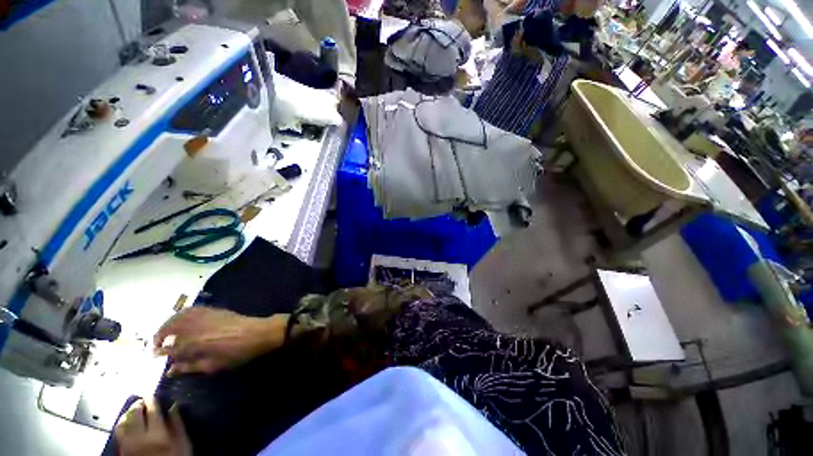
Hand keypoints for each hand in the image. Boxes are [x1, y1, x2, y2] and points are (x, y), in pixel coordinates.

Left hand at [114, 398, 189, 455]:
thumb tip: (174, 407)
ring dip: (127, 414)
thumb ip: (178, 426)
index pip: (152, 410)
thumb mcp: (183, 444)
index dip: (152, 400)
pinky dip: (122, 425)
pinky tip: (126, 425)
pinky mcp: (122, 451)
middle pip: (134, 414)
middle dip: (138, 405)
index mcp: (156, 433)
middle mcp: (139, 437)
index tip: (152, 394)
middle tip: (143, 400)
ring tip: (132, 411)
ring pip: (122, 423)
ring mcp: (128, 445)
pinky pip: (119, 433)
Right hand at [154, 307, 287, 375]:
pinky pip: (192, 309)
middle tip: (157, 344)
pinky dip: (181, 314)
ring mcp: (205, 316)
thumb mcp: (213, 366)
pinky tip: (181, 320)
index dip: (160, 352)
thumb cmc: (237, 354)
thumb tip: (170, 370)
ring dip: (168, 324)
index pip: (169, 347)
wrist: (258, 333)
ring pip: (178, 316)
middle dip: (159, 335)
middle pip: (169, 328)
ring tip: (166, 333)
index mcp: (194, 344)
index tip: (154, 355)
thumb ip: (189, 367)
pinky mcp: (214, 310)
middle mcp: (195, 327)